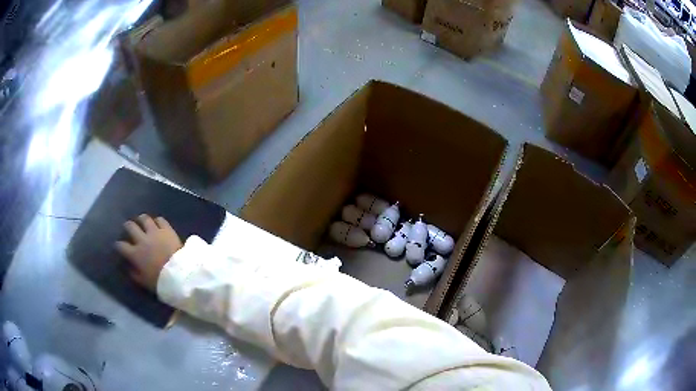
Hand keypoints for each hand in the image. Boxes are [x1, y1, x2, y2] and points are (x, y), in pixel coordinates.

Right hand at [115, 214, 182, 291]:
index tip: (118, 246)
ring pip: (144, 219)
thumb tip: (128, 267)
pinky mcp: (167, 229)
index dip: (118, 245)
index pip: (121, 246)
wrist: (180, 274)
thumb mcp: (144, 282)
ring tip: (141, 221)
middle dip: (127, 226)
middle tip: (128, 228)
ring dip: (141, 219)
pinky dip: (157, 221)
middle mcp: (142, 240)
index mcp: (135, 254)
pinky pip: (160, 220)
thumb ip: (134, 274)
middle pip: (130, 226)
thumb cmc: (161, 281)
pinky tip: (157, 223)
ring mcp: (155, 232)